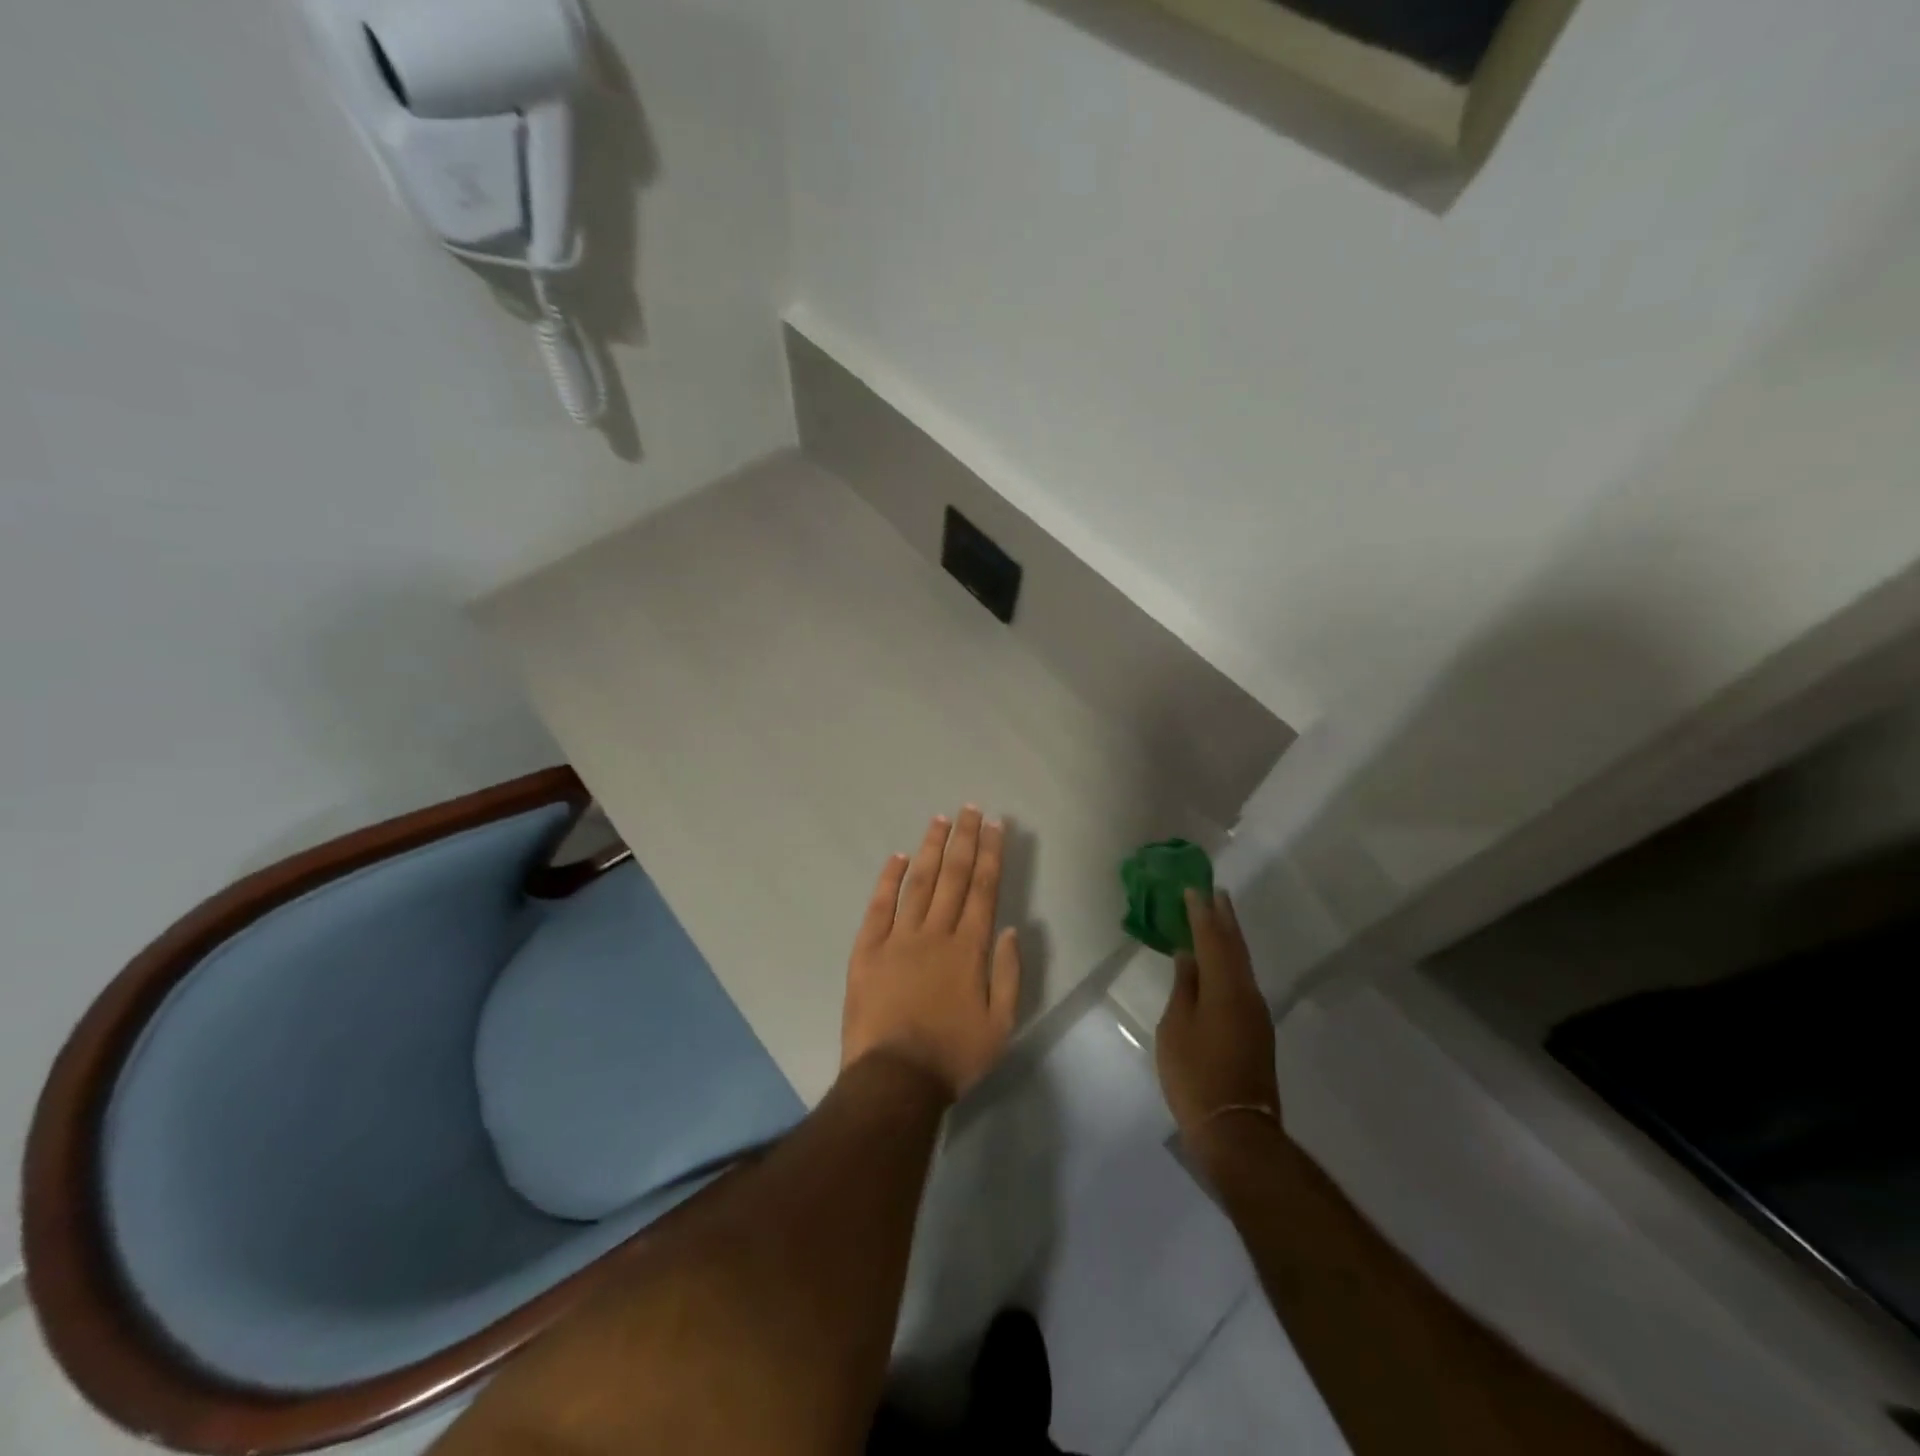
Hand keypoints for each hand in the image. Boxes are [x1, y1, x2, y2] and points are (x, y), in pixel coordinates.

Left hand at [841, 807, 1022, 1102]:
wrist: (895, 1079)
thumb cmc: (953, 1056)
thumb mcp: (1000, 1025)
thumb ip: (1007, 974)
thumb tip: (1008, 928)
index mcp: (969, 949)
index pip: (983, 889)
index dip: (990, 854)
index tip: (995, 825)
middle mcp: (935, 933)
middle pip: (953, 876)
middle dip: (965, 839)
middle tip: (971, 808)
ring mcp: (898, 938)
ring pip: (918, 882)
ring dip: (931, 848)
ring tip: (940, 819)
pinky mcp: (868, 949)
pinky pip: (879, 906)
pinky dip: (889, 879)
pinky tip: (898, 857)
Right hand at [1155, 889, 1280, 1146]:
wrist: (1236, 1130)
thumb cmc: (1195, 1075)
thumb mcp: (1176, 1028)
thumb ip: (1184, 988)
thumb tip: (1189, 957)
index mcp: (1225, 988)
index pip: (1212, 940)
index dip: (1202, 913)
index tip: (1194, 889)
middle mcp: (1247, 994)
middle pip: (1235, 947)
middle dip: (1224, 919)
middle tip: (1215, 893)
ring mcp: (1256, 1014)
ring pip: (1241, 965)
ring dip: (1229, 939)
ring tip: (1217, 919)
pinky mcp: (1256, 1031)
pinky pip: (1242, 982)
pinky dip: (1230, 963)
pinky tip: (1219, 963)